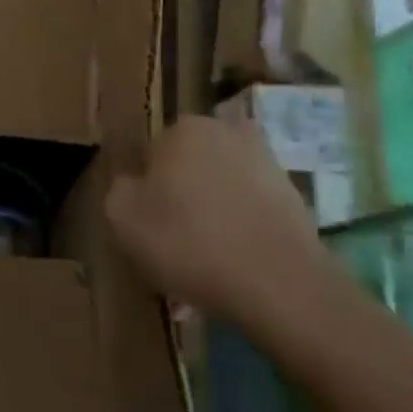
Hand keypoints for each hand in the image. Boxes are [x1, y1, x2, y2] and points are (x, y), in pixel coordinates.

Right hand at [105, 116, 332, 319]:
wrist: (279, 282)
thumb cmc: (189, 241)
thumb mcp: (122, 217)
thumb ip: (118, 189)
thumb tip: (133, 184)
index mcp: (182, 129)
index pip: (149, 155)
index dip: (144, 190)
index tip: (146, 222)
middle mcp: (225, 132)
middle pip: (188, 166)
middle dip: (180, 195)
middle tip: (173, 239)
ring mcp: (266, 162)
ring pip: (221, 187)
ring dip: (211, 212)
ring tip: (205, 258)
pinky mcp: (294, 195)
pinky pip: (250, 208)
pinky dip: (241, 227)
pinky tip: (235, 261)